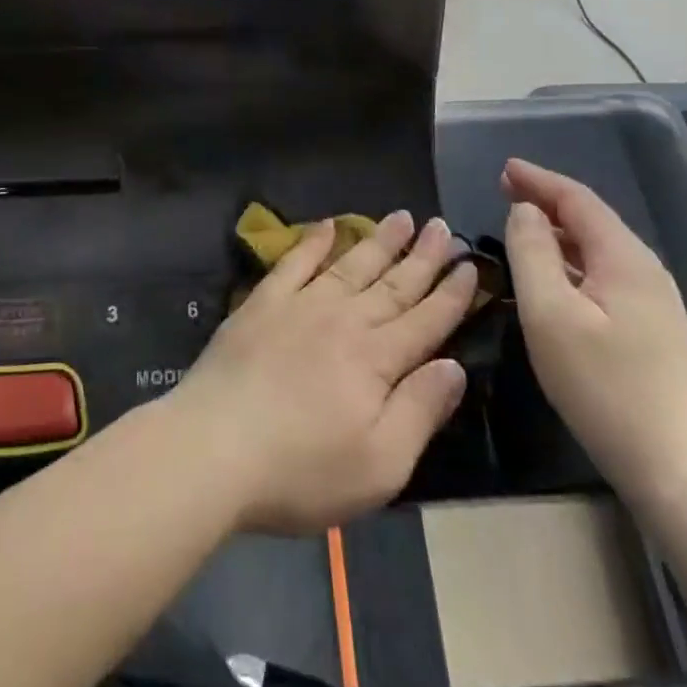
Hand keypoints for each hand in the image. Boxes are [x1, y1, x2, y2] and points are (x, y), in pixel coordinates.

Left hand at [166, 213, 477, 534]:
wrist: (214, 447)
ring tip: (401, 217)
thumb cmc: (301, 469)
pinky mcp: (262, 304)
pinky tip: (327, 227)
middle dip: (422, 256)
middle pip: (393, 284)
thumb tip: (455, 366)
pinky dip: (313, 242)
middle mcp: (344, 320)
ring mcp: (300, 306)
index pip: (425, 320)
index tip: (471, 266)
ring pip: (350, 265)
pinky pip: (294, 263)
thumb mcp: (380, 465)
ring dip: (379, 241)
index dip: (451, 294)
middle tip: (442, 227)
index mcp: (376, 360)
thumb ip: (421, 410)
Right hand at [502, 159, 686, 507]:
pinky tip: (554, 280)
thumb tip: (524, 211)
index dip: (538, 179)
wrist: (683, 473)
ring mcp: (654, 304)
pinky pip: (604, 276)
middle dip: (547, 201)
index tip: (503, 169)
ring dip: (558, 233)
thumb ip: (531, 253)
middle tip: (505, 192)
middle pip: (591, 220)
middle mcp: (645, 270)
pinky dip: (571, 262)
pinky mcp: (652, 333)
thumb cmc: (606, 388)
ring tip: (521, 229)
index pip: (577, 199)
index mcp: (624, 257)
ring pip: (598, 250)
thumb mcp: (550, 314)